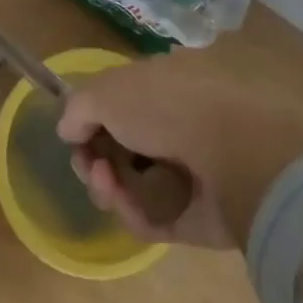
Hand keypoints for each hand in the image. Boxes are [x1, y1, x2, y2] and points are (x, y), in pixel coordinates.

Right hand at [56, 63, 302, 248]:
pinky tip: (125, 204)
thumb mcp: (106, 91)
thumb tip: (67, 129)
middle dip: (95, 157)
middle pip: (124, 147)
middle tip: (88, 166)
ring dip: (109, 186)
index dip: (91, 119)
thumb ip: (79, 107)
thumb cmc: (166, 108)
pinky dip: (134, 213)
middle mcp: (179, 124)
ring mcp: (193, 172)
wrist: (235, 155)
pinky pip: (156, 217)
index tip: (74, 134)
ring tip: (105, 184)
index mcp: (165, 85)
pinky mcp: (202, 216)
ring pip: (137, 185)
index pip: (120, 102)